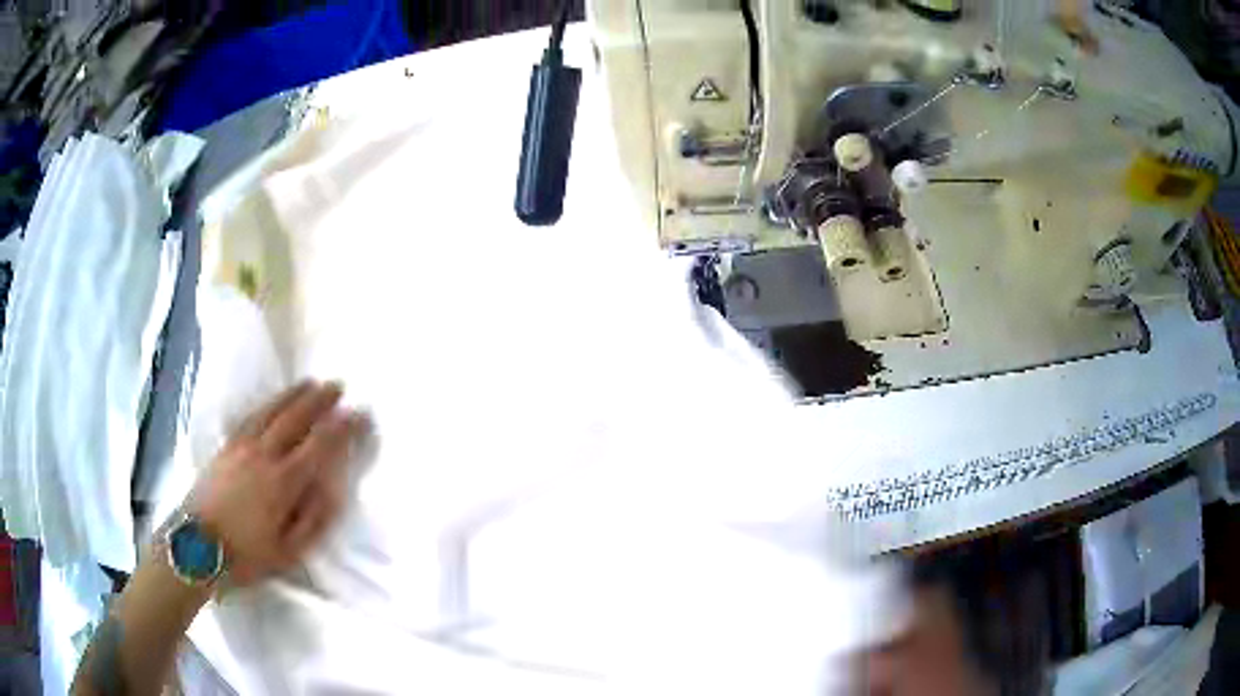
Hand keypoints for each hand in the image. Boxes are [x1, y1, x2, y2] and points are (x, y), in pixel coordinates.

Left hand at [187, 381, 365, 586]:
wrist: (195, 547)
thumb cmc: (246, 556)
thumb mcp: (288, 552)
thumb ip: (313, 520)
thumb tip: (333, 489)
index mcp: (283, 482)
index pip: (320, 445)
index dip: (343, 428)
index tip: (360, 414)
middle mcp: (264, 455)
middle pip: (295, 418)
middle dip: (320, 400)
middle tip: (338, 386)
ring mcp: (241, 447)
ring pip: (271, 411)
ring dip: (293, 395)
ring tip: (310, 383)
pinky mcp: (225, 448)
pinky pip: (250, 416)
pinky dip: (267, 404)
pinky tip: (273, 402)